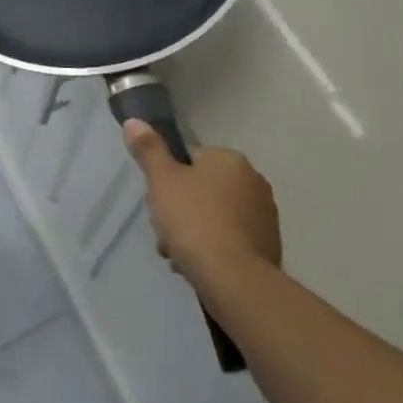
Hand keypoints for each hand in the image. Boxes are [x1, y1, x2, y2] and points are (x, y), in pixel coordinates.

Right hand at [123, 122, 281, 288]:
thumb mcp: (162, 181)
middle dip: (179, 209)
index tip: (157, 202)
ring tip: (177, 255)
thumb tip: (134, 121)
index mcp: (230, 160)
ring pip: (214, 216)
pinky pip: (230, 239)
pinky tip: (197, 266)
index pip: (190, 159)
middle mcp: (253, 181)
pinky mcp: (268, 247)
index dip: (168, 179)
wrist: (236, 281)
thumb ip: (148, 149)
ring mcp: (265, 216)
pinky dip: (213, 248)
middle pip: (202, 188)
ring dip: (193, 231)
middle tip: (164, 231)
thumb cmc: (195, 221)